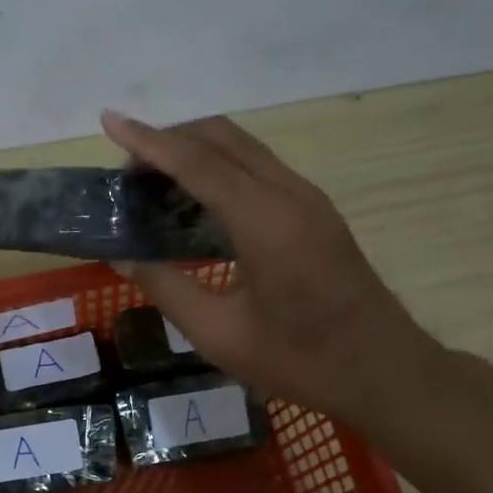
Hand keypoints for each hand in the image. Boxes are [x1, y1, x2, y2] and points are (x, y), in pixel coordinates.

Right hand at [101, 110, 451, 438]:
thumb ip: (166, 287)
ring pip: (243, 148)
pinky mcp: (316, 210)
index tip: (108, 120)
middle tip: (129, 175)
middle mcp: (289, 193)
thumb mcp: (219, 334)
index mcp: (265, 221)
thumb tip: (123, 256)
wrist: (384, 371)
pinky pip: (258, 168)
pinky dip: (220, 169)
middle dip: (169, 140)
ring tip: (155, 186)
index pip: (197, 162)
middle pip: (222, 137)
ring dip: (195, 152)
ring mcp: (308, 198)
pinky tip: (197, 204)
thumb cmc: (299, 360)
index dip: (148, 141)